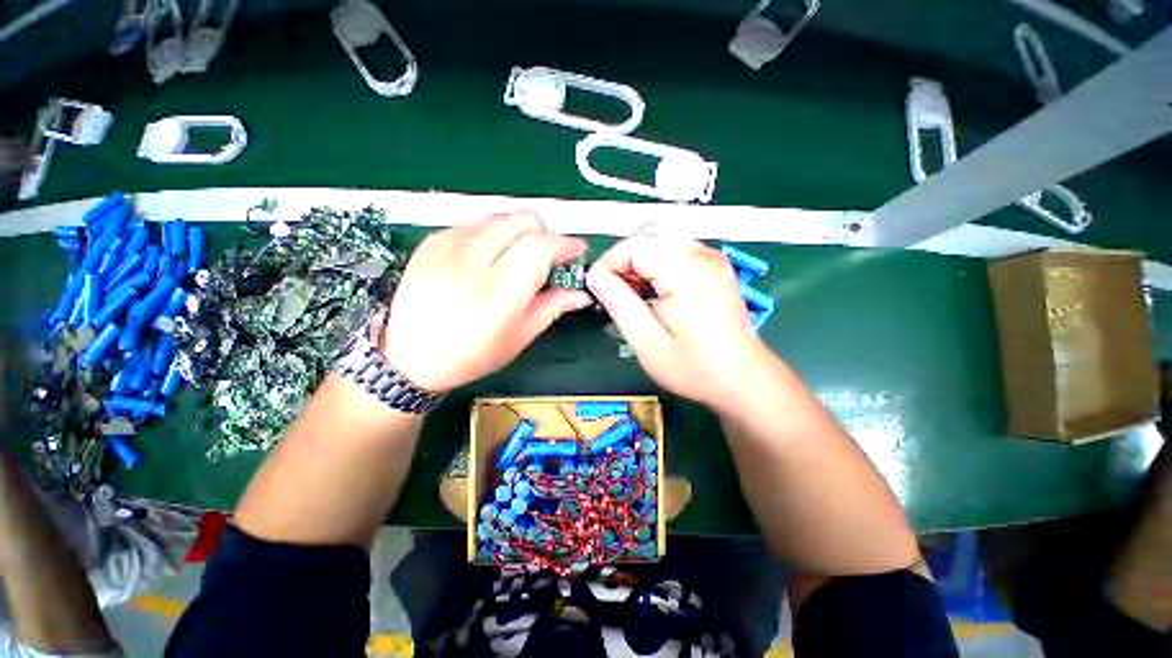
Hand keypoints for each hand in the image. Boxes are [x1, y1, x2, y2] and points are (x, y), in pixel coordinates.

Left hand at [380, 211, 591, 391]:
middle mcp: (472, 260)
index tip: (577, 251)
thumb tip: (580, 293)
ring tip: (517, 259)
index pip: (541, 246)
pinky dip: (494, 235)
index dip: (566, 244)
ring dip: (520, 233)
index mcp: (497, 292)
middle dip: (545, 234)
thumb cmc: (470, 355)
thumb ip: (552, 308)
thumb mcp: (519, 337)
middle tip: (547, 257)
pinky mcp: (434, 239)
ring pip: (502, 217)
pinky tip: (489, 259)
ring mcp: (448, 244)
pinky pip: (478, 223)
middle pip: (524, 219)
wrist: (407, 356)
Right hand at [587, 231, 767, 409]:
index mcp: (687, 271)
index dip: (609, 263)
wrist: (740, 378)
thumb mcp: (646, 341)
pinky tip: (652, 290)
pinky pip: (674, 247)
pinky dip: (654, 262)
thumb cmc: (694, 367)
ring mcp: (711, 256)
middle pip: (647, 233)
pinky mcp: (712, 264)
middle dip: (623, 259)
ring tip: (633, 293)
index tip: (598, 289)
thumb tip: (595, 276)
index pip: (635, 244)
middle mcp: (702, 254)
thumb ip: (618, 303)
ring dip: (638, 259)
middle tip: (615, 292)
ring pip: (659, 236)